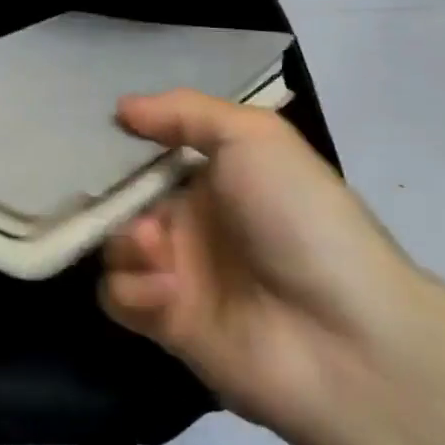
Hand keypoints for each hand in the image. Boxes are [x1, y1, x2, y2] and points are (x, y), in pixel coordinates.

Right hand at [102, 91, 421, 444]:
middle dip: (114, 198)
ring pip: (113, 245)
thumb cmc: (299, 219)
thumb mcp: (254, 137)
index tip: (99, 138)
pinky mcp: (165, 322)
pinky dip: (133, 288)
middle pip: (121, 200)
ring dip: (125, 243)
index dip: (122, 147)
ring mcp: (177, 273)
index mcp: (214, 178)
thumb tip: (122, 108)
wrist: (345, 337)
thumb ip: (184, 111)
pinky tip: (168, 291)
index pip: (148, 155)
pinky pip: (117, 295)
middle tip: (130, 205)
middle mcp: (191, 222)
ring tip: (158, 251)